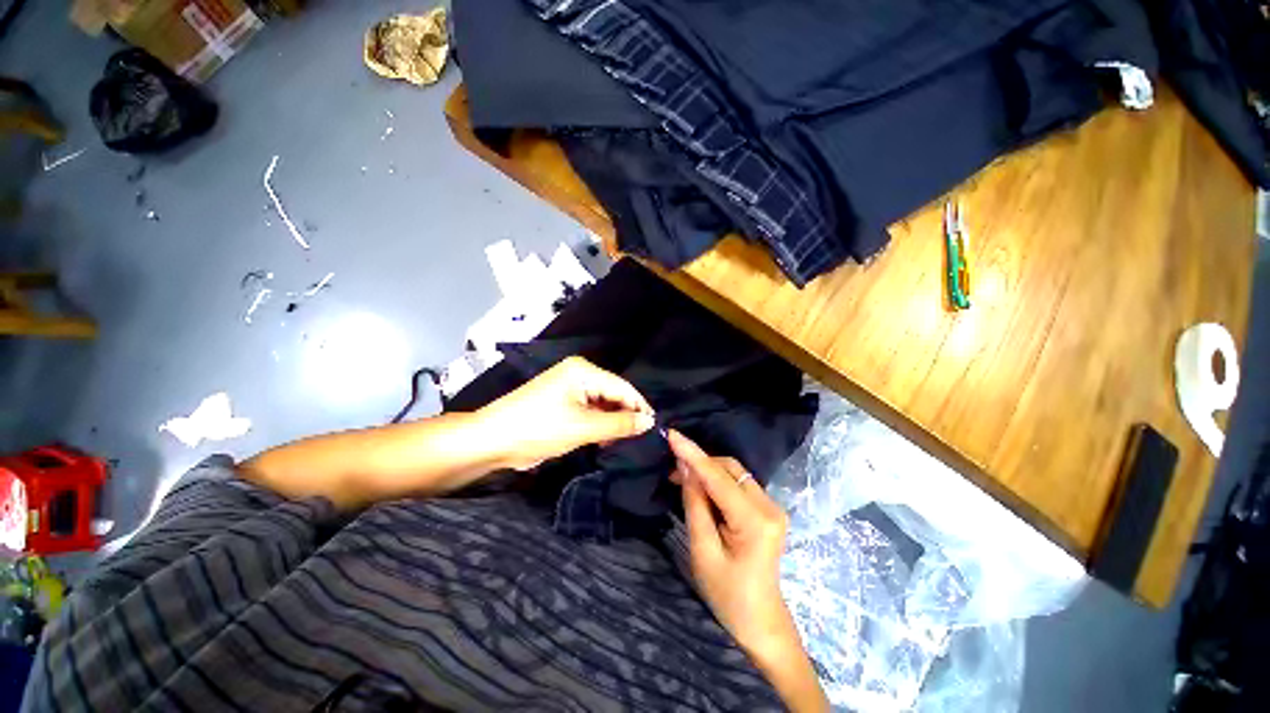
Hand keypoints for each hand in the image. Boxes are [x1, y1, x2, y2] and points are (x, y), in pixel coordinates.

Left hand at [478, 356, 655, 470]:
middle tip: (640, 438)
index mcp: (583, 371)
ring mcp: (568, 388)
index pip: (622, 387)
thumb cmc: (539, 428)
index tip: (654, 428)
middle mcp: (578, 374)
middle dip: (625, 415)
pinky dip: (598, 424)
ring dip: (612, 422)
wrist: (491, 440)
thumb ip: (619, 424)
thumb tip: (649, 422)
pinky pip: (589, 410)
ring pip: (601, 403)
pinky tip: (605, 438)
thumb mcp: (583, 428)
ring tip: (623, 441)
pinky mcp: (562, 402)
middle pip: (612, 394)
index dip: (639, 407)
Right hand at [669, 431, 827, 710]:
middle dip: (700, 463)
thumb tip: (685, 467)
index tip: (671, 434)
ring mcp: (772, 506)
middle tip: (672, 470)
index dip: (693, 453)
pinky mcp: (767, 509)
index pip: (718, 476)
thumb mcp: (702, 550)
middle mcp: (769, 505)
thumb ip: (695, 504)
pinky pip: (738, 483)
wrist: (759, 621)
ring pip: (734, 472)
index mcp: (755, 521)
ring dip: (707, 471)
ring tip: (681, 479)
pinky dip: (717, 480)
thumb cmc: (727, 594)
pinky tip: (701, 488)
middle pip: (729, 468)